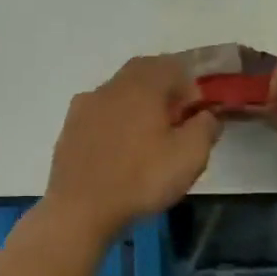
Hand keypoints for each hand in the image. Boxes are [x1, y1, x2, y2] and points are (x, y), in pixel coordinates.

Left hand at [44, 56, 221, 242]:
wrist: (79, 209)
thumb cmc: (141, 179)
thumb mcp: (190, 155)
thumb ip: (206, 127)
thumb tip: (206, 115)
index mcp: (142, 85)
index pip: (173, 66)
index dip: (190, 88)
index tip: (195, 117)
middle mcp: (111, 86)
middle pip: (143, 73)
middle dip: (163, 92)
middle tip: (174, 124)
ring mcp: (85, 105)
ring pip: (119, 93)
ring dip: (137, 107)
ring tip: (147, 141)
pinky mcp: (70, 128)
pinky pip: (100, 114)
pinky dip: (115, 123)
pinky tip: (119, 152)